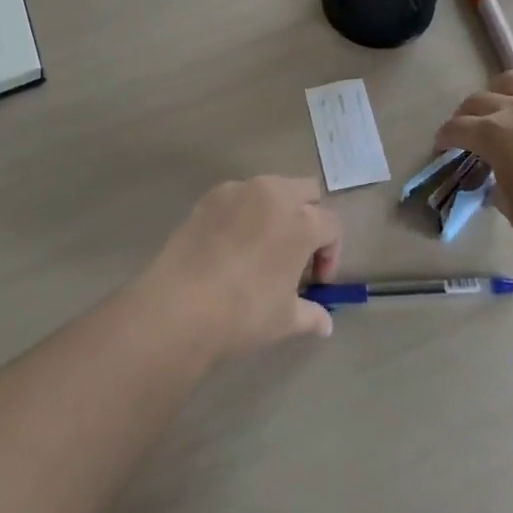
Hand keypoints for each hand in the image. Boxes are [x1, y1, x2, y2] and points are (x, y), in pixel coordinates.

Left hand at [139, 176, 342, 358]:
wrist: (181, 305)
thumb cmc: (244, 312)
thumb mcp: (285, 319)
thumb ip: (311, 314)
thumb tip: (325, 323)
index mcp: (302, 221)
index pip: (331, 225)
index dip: (330, 253)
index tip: (315, 281)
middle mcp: (275, 194)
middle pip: (307, 191)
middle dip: (309, 216)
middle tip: (296, 253)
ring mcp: (240, 190)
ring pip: (272, 188)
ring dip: (276, 210)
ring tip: (262, 247)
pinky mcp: (211, 195)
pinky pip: (239, 196)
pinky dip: (244, 212)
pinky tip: (230, 246)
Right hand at [434, 70, 512, 264]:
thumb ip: (499, 188)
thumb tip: (500, 179)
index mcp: (493, 135)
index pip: (457, 128)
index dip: (444, 136)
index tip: (441, 144)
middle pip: (479, 100)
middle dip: (466, 113)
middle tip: (466, 129)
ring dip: (500, 92)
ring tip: (502, 106)